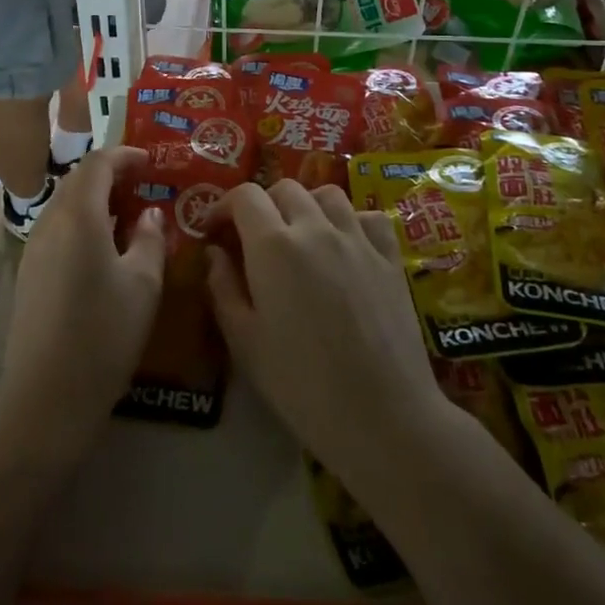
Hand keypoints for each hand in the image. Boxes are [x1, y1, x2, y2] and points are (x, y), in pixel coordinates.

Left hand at [0, 148, 166, 461]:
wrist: (46, 396)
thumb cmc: (104, 335)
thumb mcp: (144, 285)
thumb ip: (150, 238)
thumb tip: (149, 214)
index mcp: (78, 216)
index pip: (97, 164)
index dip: (124, 155)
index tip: (151, 162)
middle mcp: (50, 222)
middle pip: (77, 179)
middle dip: (109, 174)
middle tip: (143, 185)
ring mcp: (34, 247)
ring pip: (65, 204)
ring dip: (94, 198)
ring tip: (128, 215)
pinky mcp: (29, 272)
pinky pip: (57, 228)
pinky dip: (82, 221)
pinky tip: (104, 248)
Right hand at [205, 181, 447, 488]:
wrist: (383, 416)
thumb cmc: (302, 385)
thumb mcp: (245, 342)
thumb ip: (223, 288)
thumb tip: (214, 253)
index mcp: (273, 246)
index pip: (244, 196)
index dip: (224, 206)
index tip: (215, 230)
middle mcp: (315, 228)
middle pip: (285, 189)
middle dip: (263, 205)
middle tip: (255, 238)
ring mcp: (357, 239)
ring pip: (327, 195)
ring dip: (306, 205)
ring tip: (300, 236)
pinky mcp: (390, 257)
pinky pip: (368, 217)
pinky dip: (351, 220)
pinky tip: (345, 245)